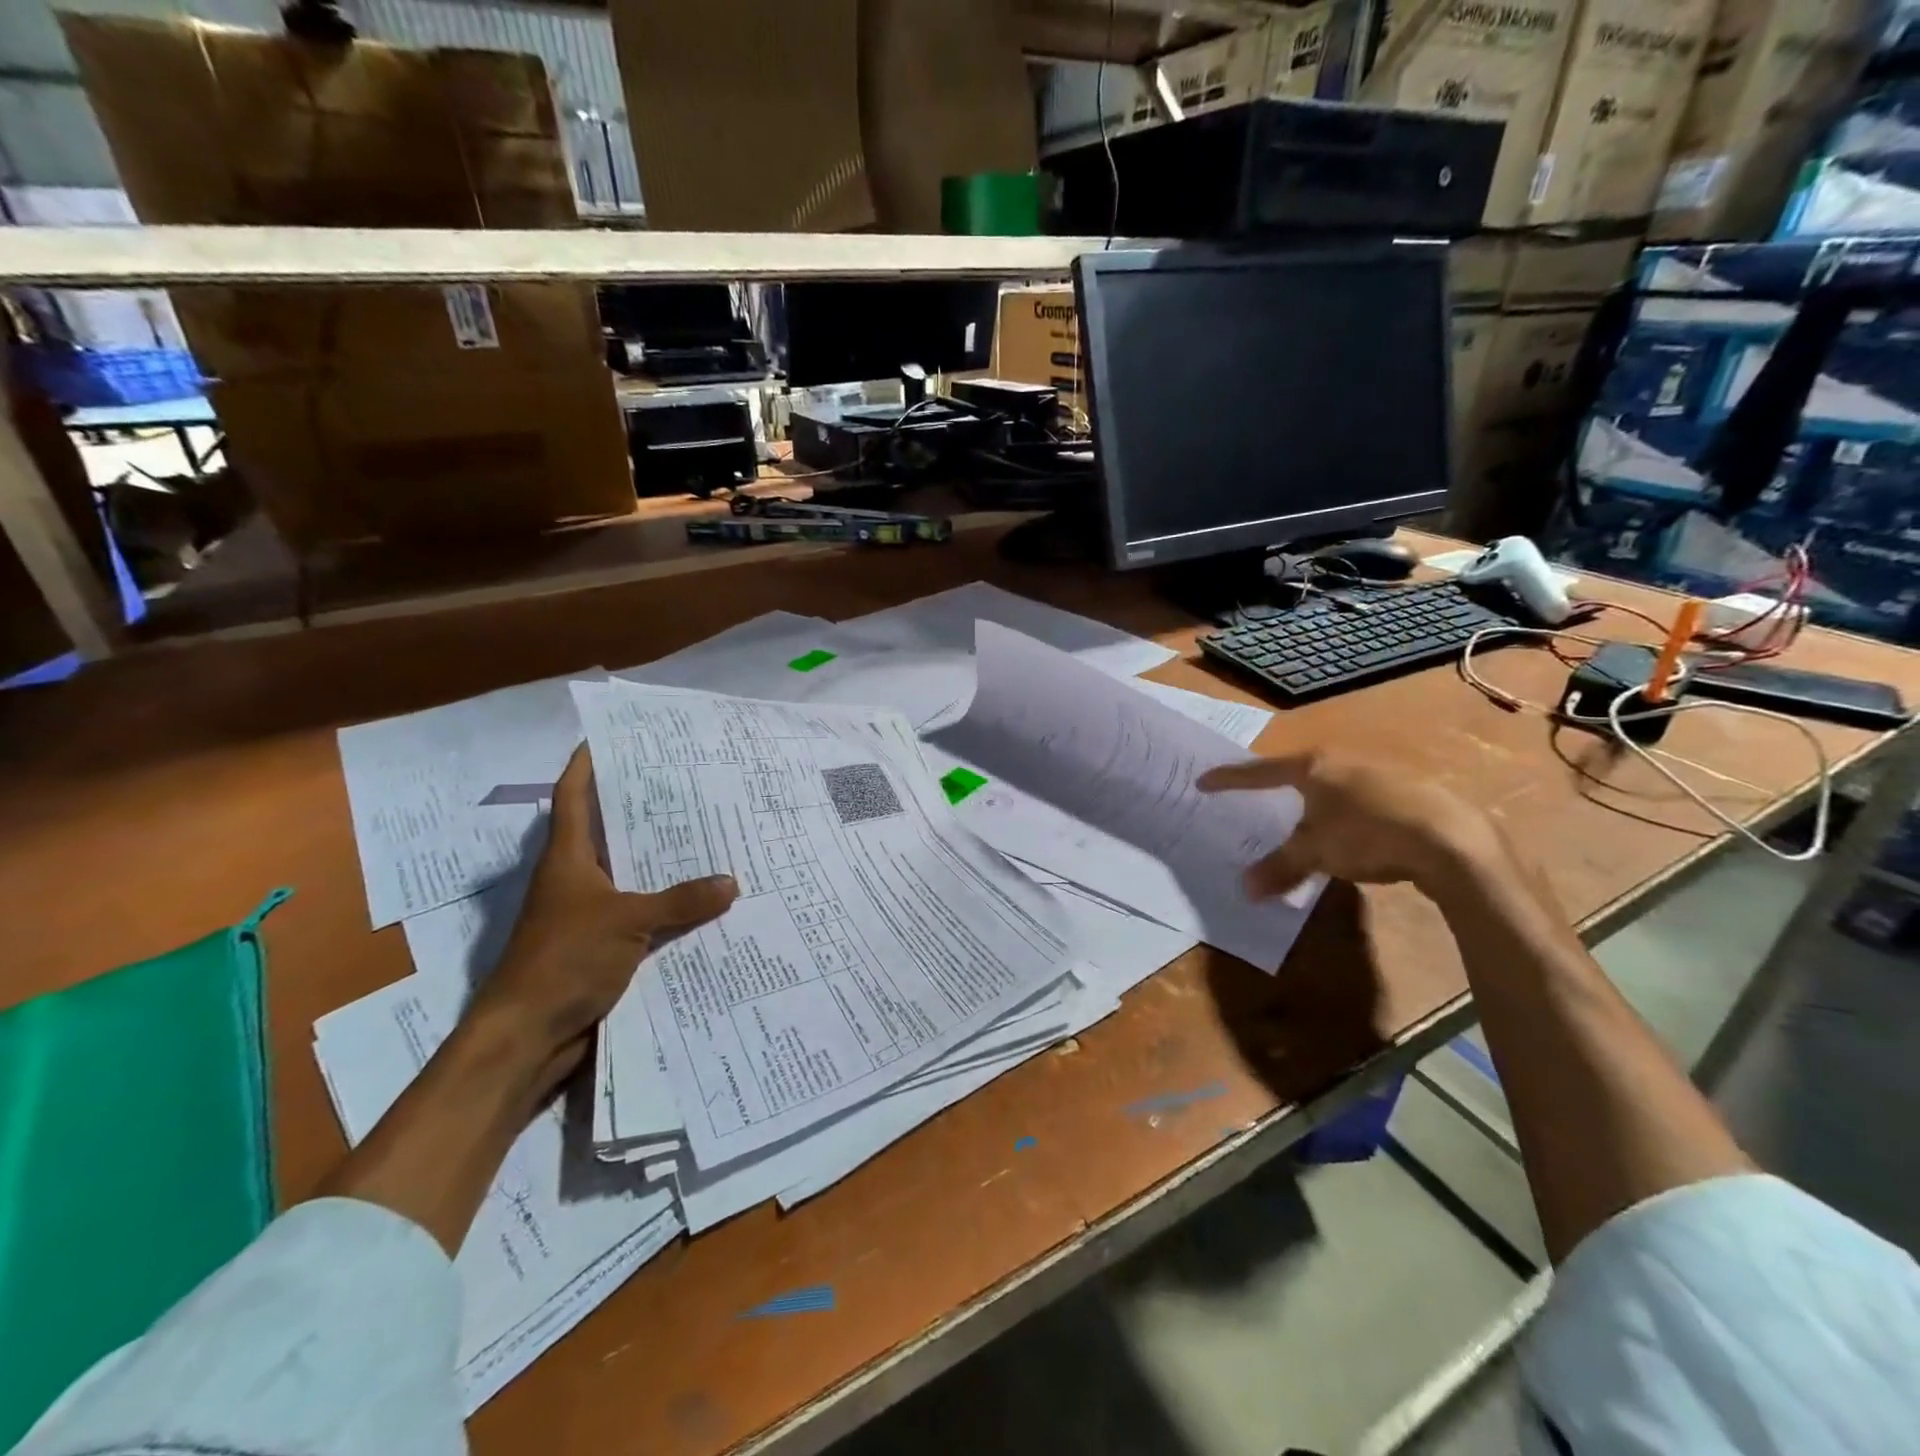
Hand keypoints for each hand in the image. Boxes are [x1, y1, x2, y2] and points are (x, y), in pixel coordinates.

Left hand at [463, 745, 736, 1100]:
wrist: (527, 1036)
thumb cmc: (565, 960)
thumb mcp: (628, 921)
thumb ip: (681, 901)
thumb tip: (731, 882)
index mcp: (568, 859)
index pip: (574, 797)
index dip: (587, 764)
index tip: (610, 737)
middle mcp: (575, 880)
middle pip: (607, 832)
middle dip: (640, 809)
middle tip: (686, 784)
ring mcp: (586, 915)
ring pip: (628, 875)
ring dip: (659, 860)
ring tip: (706, 836)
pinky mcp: (601, 947)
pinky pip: (640, 914)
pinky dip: (666, 906)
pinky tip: (702, 901)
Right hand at [1197, 748, 1506, 900]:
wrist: (1452, 839)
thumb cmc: (1367, 834)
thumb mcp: (1315, 853)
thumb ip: (1279, 867)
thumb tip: (1244, 889)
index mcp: (1314, 767)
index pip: (1260, 772)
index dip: (1230, 779)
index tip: (1204, 781)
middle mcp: (1344, 761)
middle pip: (1300, 772)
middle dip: (1280, 787)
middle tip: (1262, 797)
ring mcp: (1381, 773)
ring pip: (1336, 786)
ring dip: (1319, 804)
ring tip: (1310, 823)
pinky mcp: (1412, 792)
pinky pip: (1365, 801)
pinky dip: (1350, 815)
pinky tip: (1357, 835)